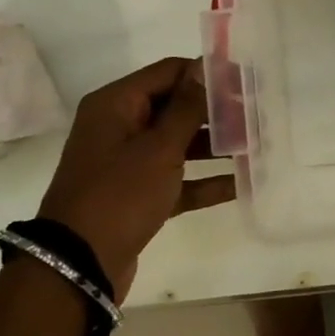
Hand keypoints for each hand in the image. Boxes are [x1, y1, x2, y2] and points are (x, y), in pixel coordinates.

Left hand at [38, 58, 234, 299]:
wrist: (77, 268)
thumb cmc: (119, 195)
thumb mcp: (159, 147)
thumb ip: (187, 107)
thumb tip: (206, 67)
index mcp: (116, 105)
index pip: (169, 72)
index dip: (208, 74)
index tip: (247, 81)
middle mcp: (119, 127)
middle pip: (176, 106)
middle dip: (216, 112)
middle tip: (257, 116)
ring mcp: (127, 163)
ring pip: (178, 143)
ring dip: (215, 145)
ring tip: (255, 147)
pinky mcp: (136, 195)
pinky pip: (176, 178)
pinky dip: (203, 180)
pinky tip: (239, 184)